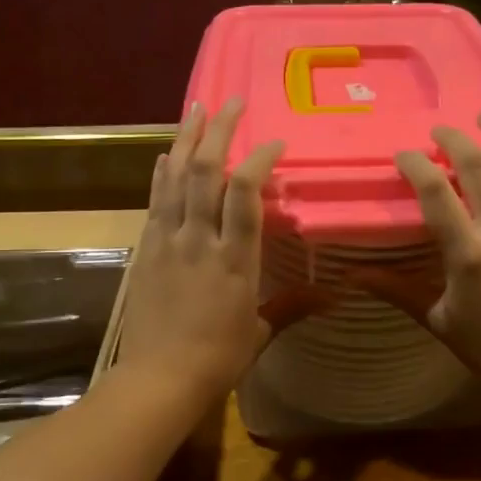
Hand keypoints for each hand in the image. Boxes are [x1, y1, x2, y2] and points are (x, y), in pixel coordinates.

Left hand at [115, 99, 285, 408]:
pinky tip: (164, 154)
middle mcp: (200, 240)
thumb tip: (334, 296)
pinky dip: (161, 173)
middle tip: (231, 102)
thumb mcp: (259, 332)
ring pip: (175, 178)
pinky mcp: (146, 250)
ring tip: (196, 109)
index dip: (259, 159)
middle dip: (218, 131)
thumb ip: (292, 306)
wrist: (158, 378)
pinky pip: (155, 201)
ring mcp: (168, 241)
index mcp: (235, 260)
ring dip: (185, 139)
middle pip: (206, 172)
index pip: (246, 194)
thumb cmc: (217, 359)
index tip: (275, 142)